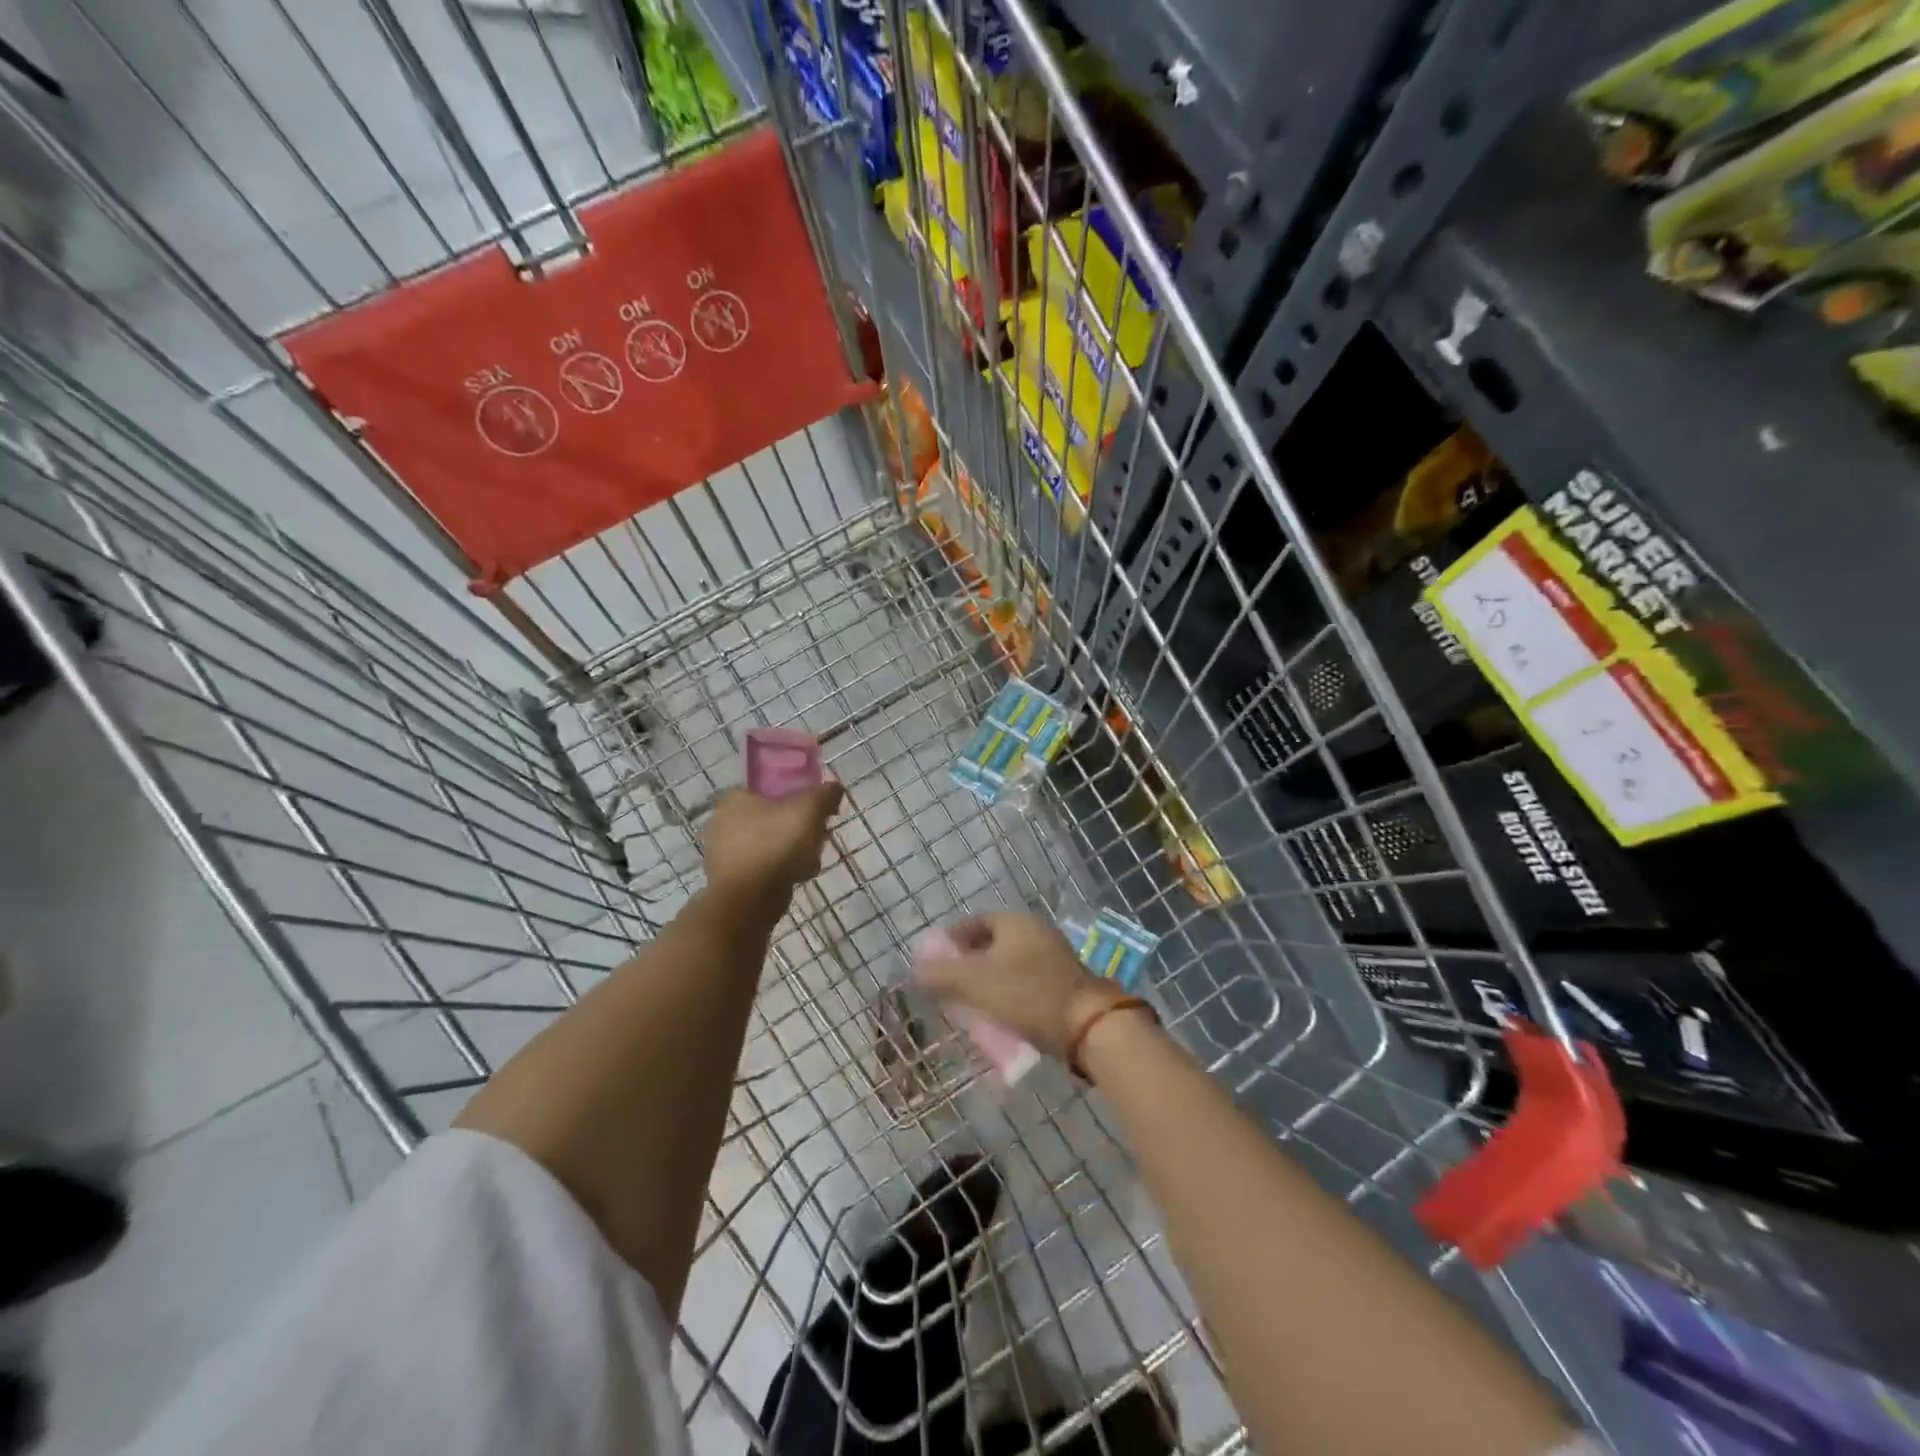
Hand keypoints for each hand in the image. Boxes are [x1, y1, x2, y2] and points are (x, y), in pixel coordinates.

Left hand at [703, 783, 843, 898]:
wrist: (749, 900)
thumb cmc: (776, 844)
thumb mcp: (809, 810)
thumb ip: (825, 795)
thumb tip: (835, 788)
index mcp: (735, 798)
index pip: (769, 789)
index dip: (796, 797)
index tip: (815, 812)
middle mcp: (722, 822)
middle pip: (772, 818)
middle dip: (798, 828)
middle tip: (817, 837)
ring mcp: (722, 853)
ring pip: (769, 844)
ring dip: (792, 851)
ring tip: (811, 862)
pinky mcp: (729, 880)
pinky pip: (762, 867)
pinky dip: (780, 871)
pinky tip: (797, 878)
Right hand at [912, 912, 1129, 1060]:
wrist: (1088, 1025)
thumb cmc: (1028, 994)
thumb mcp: (976, 984)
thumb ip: (942, 976)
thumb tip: (916, 971)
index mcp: (1014, 922)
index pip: (974, 921)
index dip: (952, 939)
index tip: (935, 961)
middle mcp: (1034, 931)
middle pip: (992, 942)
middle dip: (968, 962)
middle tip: (949, 985)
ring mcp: (1052, 956)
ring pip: (1008, 963)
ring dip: (988, 979)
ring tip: (970, 1003)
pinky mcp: (1062, 981)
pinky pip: (1025, 980)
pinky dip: (1007, 992)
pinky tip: (998, 1013)